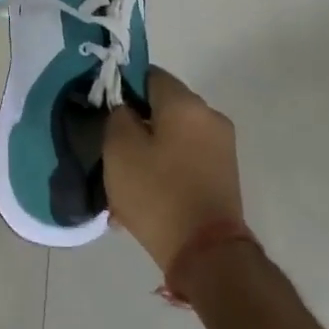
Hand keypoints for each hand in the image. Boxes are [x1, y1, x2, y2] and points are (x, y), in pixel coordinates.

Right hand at [104, 66, 245, 272]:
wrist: (207, 253)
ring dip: (149, 148)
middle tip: (110, 147)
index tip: (104, 109)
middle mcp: (210, 116)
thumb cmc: (157, 193)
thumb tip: (125, 107)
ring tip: (125, 178)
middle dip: (136, 122)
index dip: (122, 86)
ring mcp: (222, 146)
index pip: (148, 74)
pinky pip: (186, 157)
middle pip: (163, 105)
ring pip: (173, 135)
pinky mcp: (224, 174)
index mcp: (185, 103)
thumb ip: (117, 114)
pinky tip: (145, 193)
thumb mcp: (119, 148)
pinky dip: (165, 167)